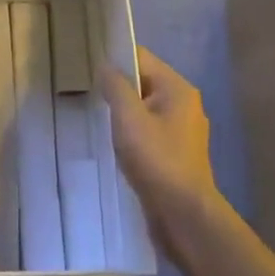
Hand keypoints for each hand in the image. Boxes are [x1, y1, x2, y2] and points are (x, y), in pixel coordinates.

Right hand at [99, 47, 224, 240]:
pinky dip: (133, 135)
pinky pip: (149, 133)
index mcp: (177, 88)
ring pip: (145, 110)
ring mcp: (183, 131)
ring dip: (124, 116)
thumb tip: (106, 66)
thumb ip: (116, 86)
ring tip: (98, 122)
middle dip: (118, 90)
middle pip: (144, 83)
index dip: (115, 61)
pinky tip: (116, 147)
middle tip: (89, 98)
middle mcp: (184, 104)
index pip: (141, 59)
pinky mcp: (177, 155)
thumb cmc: (157, 160)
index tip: (89, 71)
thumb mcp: (129, 118)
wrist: (184, 216)